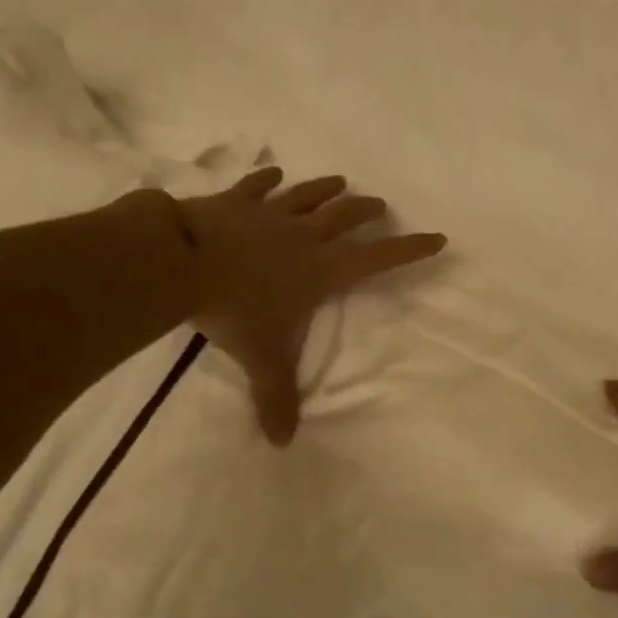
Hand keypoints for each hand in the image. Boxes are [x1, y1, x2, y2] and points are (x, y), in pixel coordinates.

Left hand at [179, 168, 445, 444]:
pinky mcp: (236, 201)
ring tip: (341, 181)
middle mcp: (303, 236)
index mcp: (320, 270)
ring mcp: (269, 213)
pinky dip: (268, 179)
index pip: (376, 258)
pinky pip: (258, 185)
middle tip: (380, 206)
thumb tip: (282, 443)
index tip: (437, 237)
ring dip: (327, 188)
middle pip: (345, 216)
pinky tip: (274, 173)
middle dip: (367, 211)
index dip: (409, 249)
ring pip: (308, 195)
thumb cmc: (233, 309)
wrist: (181, 261)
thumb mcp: (261, 357)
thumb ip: (275, 398)